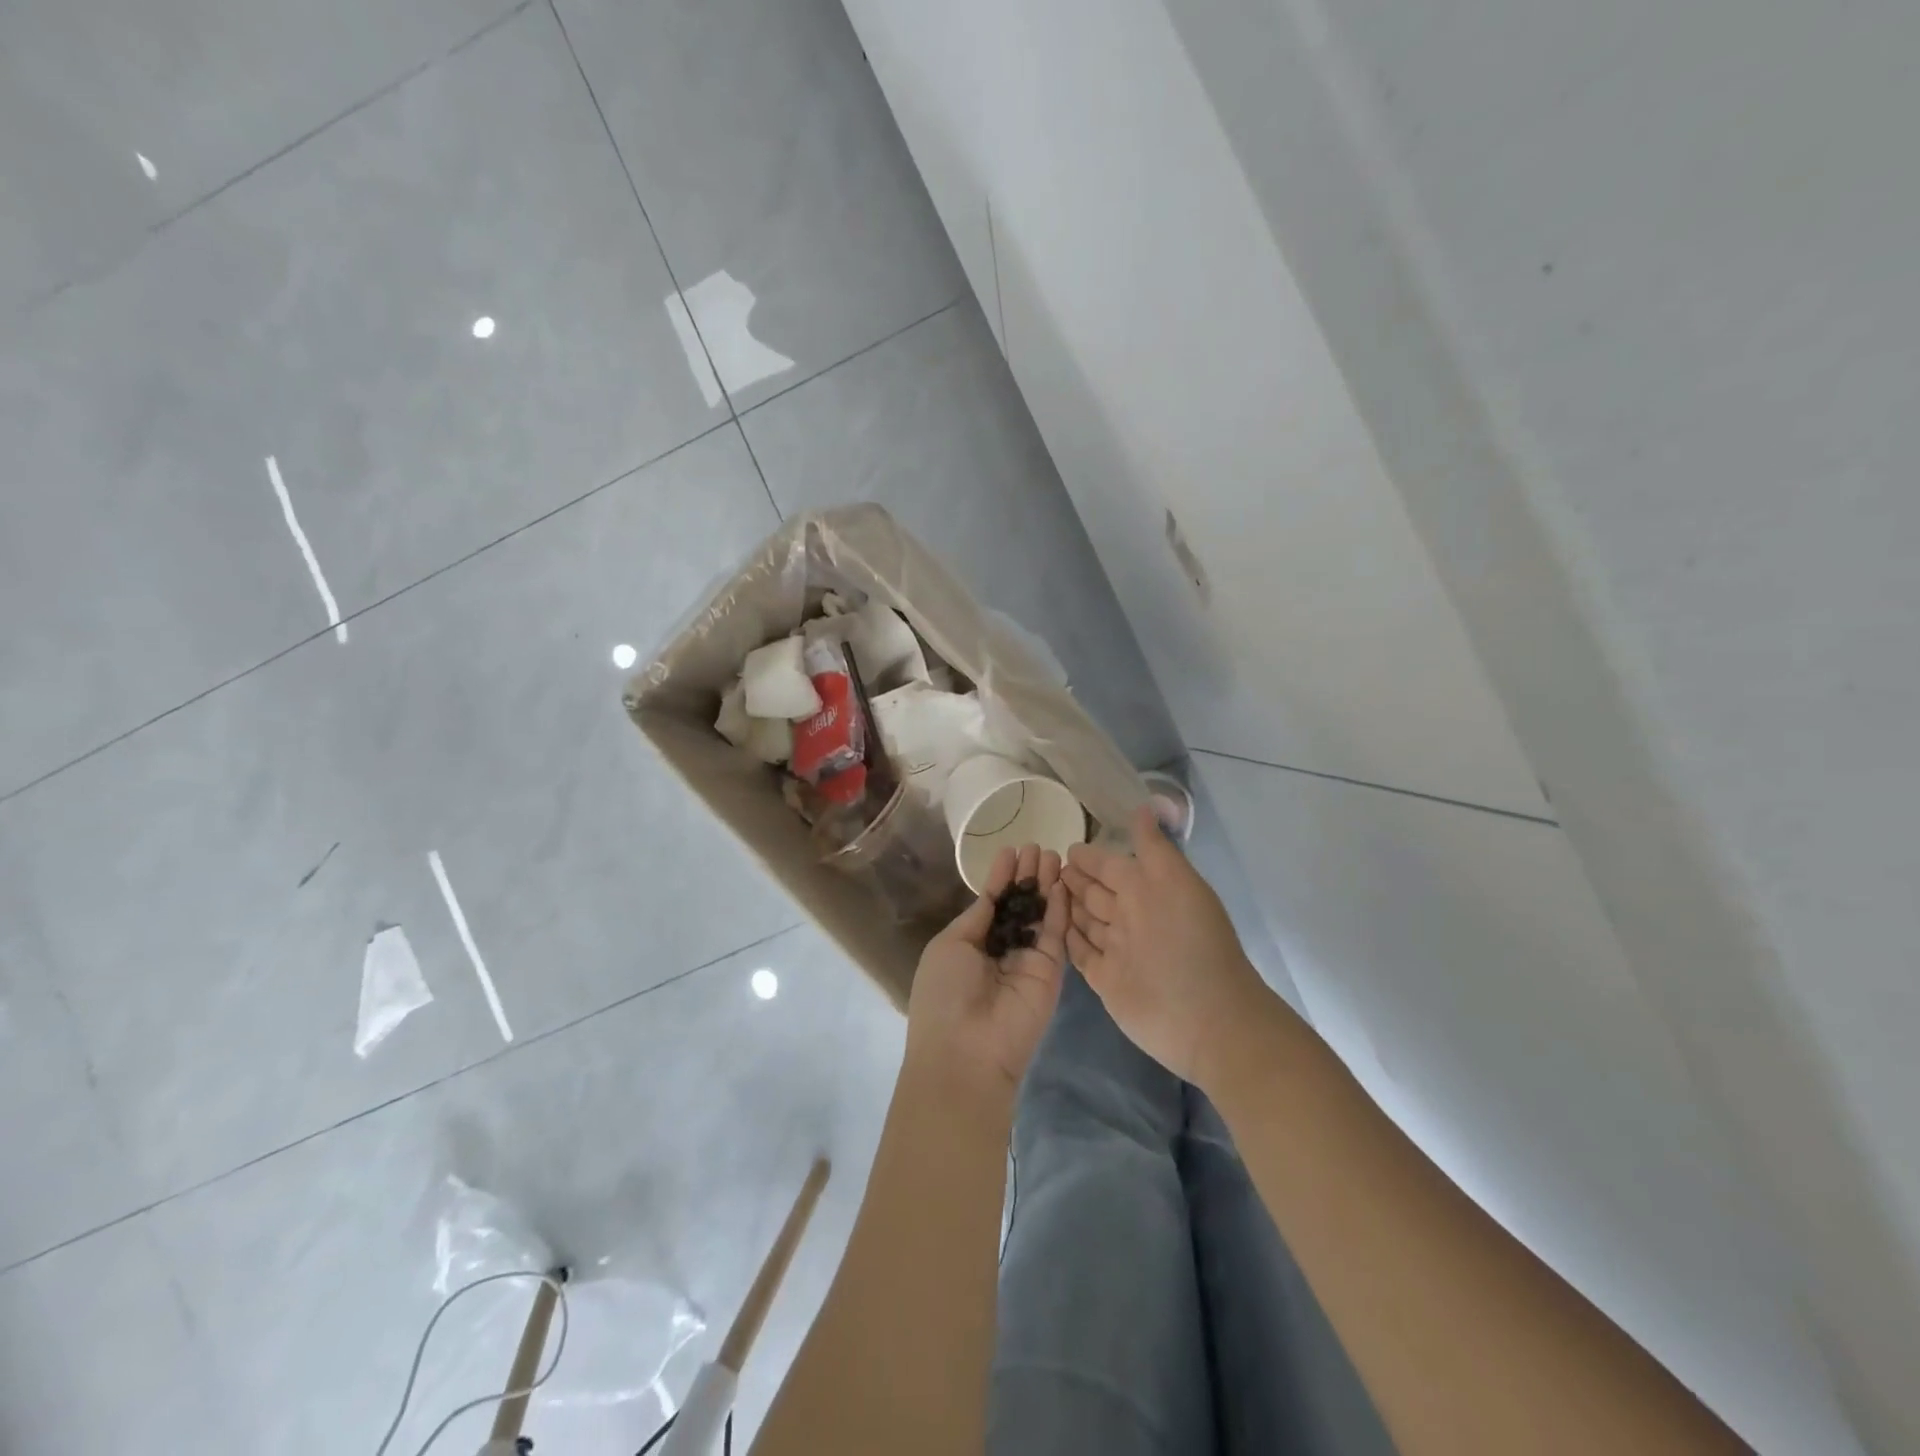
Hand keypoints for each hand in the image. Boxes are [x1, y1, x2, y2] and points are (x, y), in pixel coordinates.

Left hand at [905, 844, 1069, 1114]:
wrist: (966, 1050)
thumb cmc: (945, 993)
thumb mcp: (951, 946)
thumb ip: (977, 919)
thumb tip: (991, 894)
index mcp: (971, 946)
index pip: (992, 905)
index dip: (1001, 878)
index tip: (1011, 850)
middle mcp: (1002, 951)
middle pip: (1020, 906)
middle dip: (1027, 876)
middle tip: (1037, 847)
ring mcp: (1028, 961)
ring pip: (1041, 915)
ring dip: (1046, 885)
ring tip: (1051, 854)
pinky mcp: (1052, 971)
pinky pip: (1055, 933)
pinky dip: (1059, 907)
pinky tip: (1061, 881)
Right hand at [1062, 805, 1275, 1088]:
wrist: (1208, 1019)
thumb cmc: (1191, 943)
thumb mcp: (1176, 883)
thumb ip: (1155, 848)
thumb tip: (1144, 806)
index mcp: (1148, 891)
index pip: (1112, 866)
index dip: (1091, 857)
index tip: (1066, 847)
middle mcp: (1132, 918)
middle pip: (1097, 893)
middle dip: (1076, 879)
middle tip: (1046, 868)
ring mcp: (1118, 951)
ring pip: (1086, 921)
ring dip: (1068, 906)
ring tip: (1041, 892)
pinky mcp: (1106, 981)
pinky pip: (1081, 954)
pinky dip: (1068, 940)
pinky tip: (1051, 928)